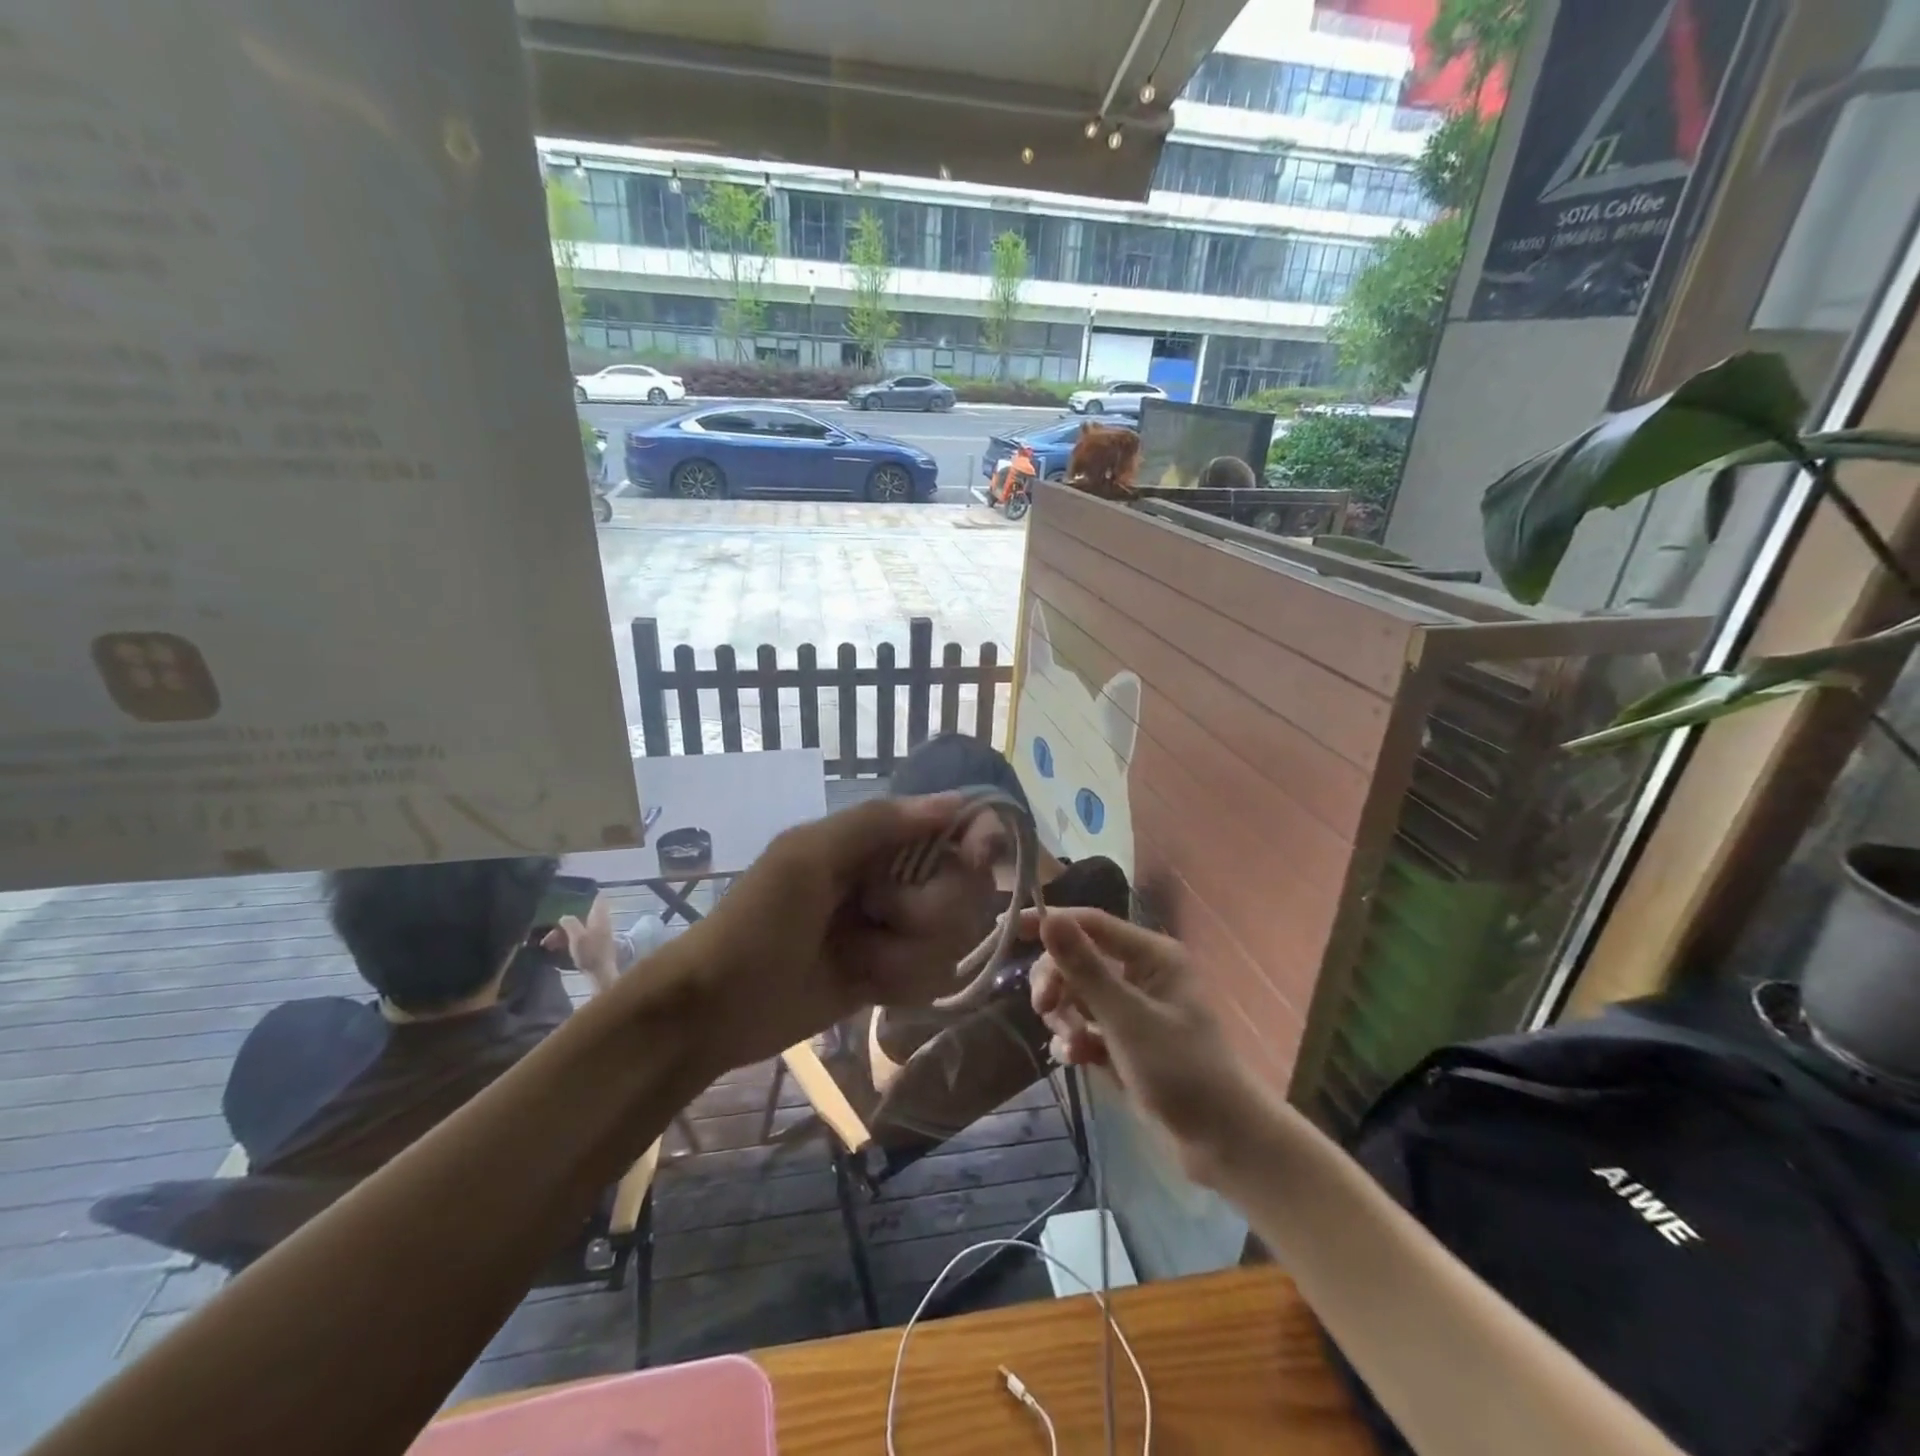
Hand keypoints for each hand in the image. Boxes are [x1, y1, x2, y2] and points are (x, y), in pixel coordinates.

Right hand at [542, 896, 619, 986]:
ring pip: (578, 927)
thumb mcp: (577, 936)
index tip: (574, 893)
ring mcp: (598, 934)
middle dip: (565, 921)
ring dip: (562, 933)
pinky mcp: (593, 945)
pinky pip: (578, 937)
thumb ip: (570, 922)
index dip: (588, 893)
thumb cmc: (590, 952)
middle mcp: (601, 922)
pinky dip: (567, 940)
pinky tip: (554, 947)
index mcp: (599, 916)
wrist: (600, 973)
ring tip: (546, 943)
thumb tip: (564, 916)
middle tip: (549, 929)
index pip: (598, 897)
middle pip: (582, 915)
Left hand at [679, 794, 994, 1069]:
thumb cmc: (757, 922)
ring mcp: (896, 931)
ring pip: (952, 938)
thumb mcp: (806, 857)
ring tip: (857, 960)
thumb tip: (956, 800)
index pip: (950, 827)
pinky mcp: (894, 975)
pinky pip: (935, 976)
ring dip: (906, 955)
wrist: (715, 1010)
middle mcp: (895, 880)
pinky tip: (866, 986)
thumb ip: (877, 823)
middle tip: (880, 916)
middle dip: (927, 912)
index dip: (975, 839)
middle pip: (963, 889)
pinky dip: (902, 983)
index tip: (980, 856)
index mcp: (873, 841)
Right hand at [1029, 908, 1267, 1184]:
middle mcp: (1142, 973)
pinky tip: (1077, 1061)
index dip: (1051, 922)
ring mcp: (1134, 1008)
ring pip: (1078, 994)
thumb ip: (1084, 968)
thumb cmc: (1180, 1072)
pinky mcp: (1126, 1039)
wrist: (1221, 1144)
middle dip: (1057, 983)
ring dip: (1066, 1017)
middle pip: (1079, 959)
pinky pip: (1086, 1025)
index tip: (1007, 929)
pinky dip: (1077, 1040)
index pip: (1092, 923)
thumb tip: (1048, 918)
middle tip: (1044, 1009)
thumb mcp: (1126, 1019)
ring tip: (1075, 1046)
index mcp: (1153, 956)